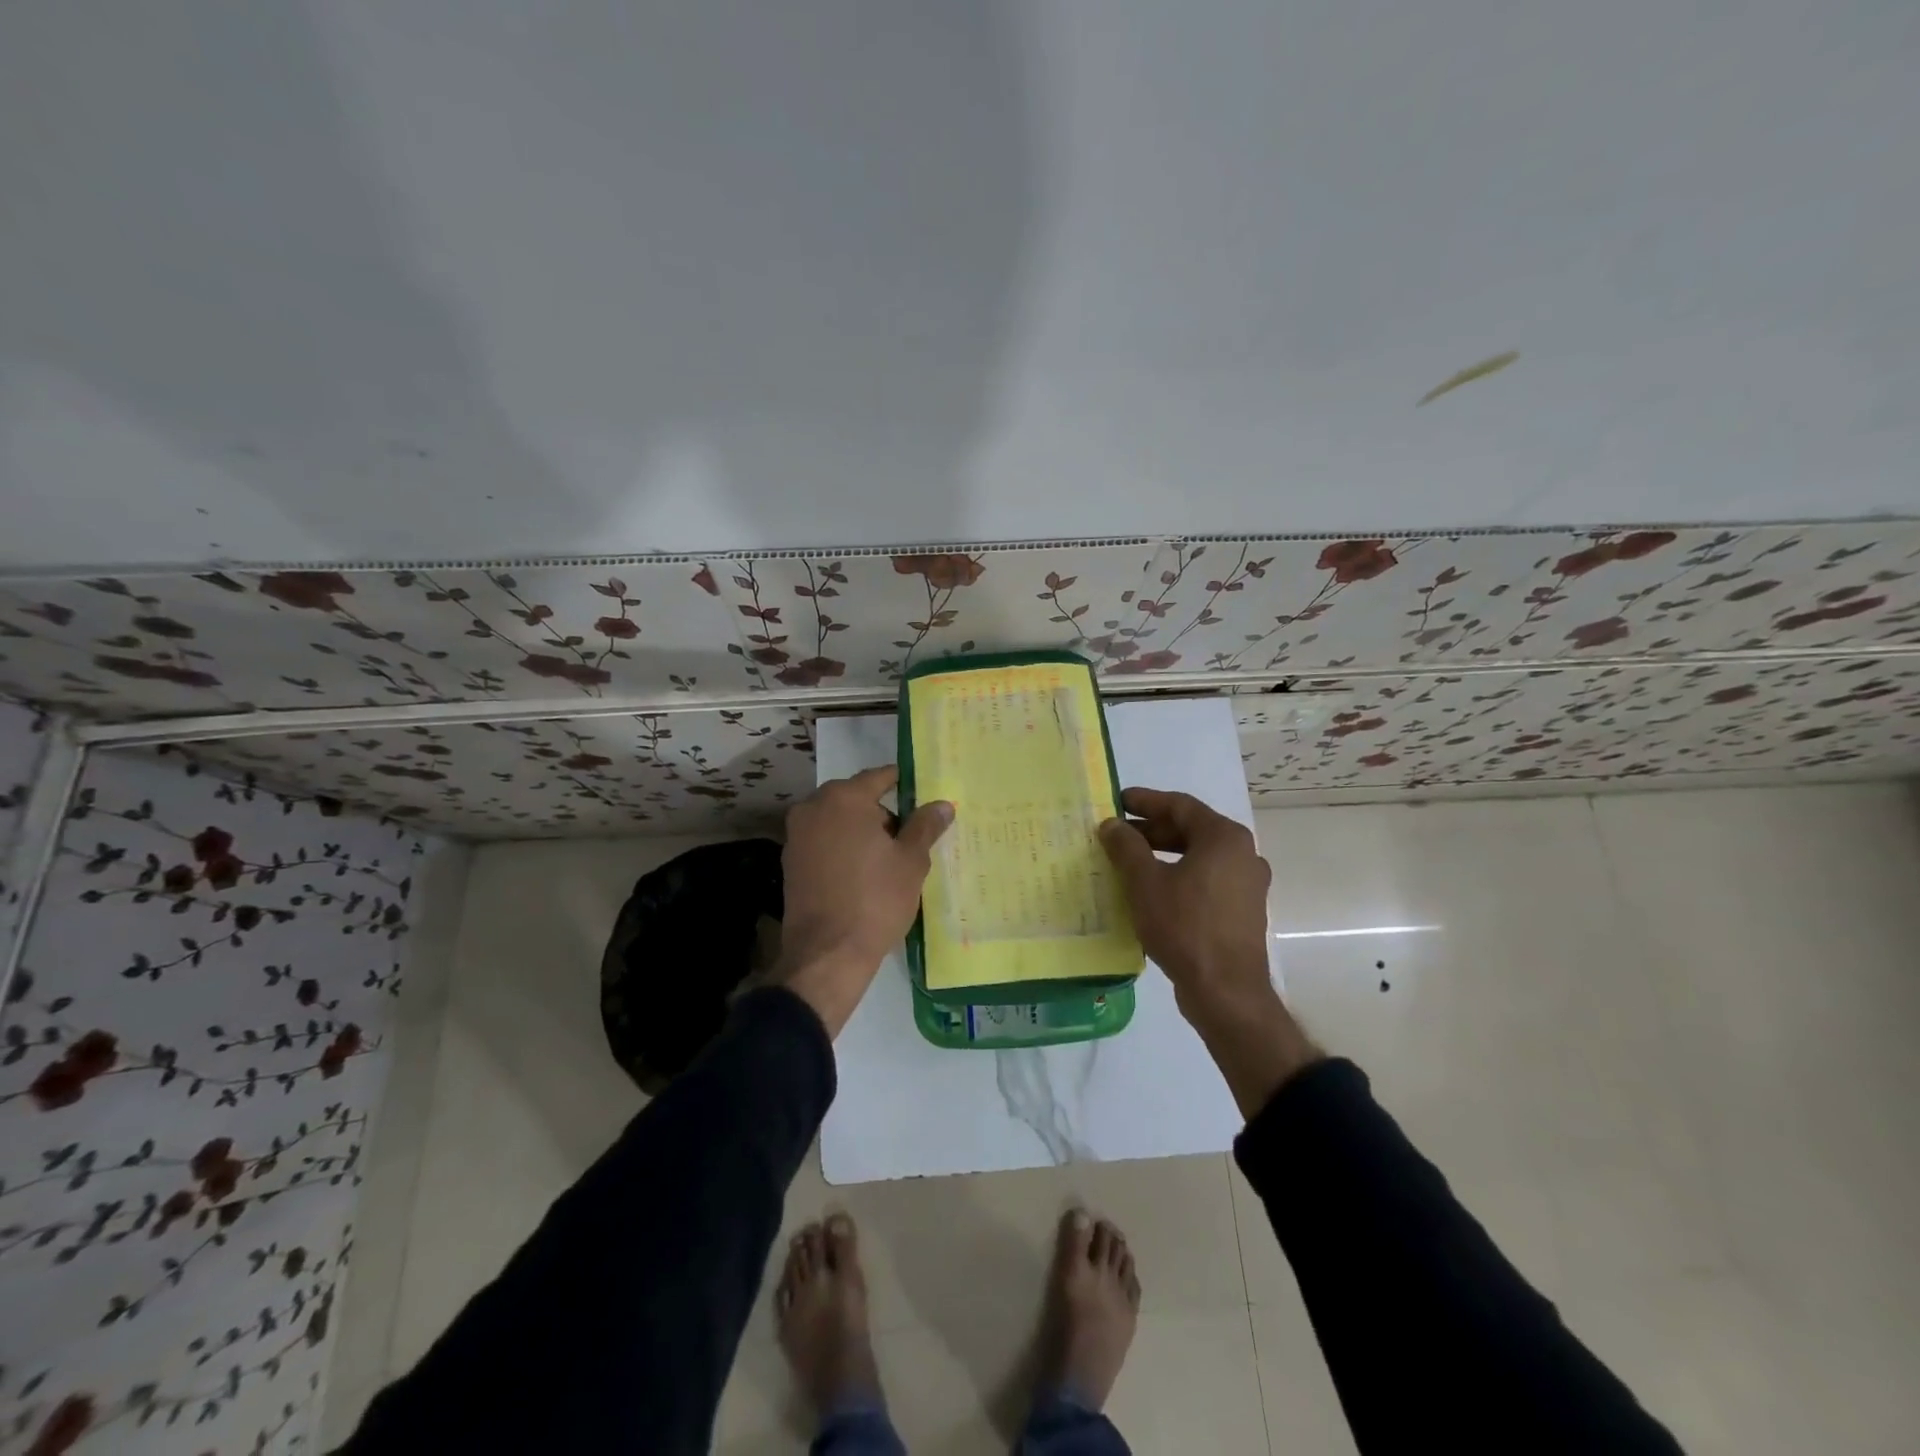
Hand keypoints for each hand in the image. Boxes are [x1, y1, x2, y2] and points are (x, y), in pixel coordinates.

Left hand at [777, 765, 953, 1036]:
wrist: (827, 954)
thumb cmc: (876, 900)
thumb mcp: (911, 861)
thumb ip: (925, 826)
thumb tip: (942, 804)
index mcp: (844, 798)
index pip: (879, 777)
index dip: (903, 783)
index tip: (922, 793)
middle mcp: (813, 807)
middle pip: (856, 798)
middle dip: (882, 812)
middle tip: (910, 835)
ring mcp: (797, 835)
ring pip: (838, 821)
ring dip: (861, 831)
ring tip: (889, 858)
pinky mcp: (790, 862)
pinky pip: (824, 842)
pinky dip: (843, 848)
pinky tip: (863, 873)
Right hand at [1100, 787, 1318, 1115]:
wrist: (1225, 991)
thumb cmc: (1184, 926)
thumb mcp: (1145, 882)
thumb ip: (1126, 847)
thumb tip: (1112, 825)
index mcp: (1224, 838)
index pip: (1179, 805)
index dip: (1145, 801)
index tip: (1116, 801)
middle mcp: (1242, 854)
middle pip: (1191, 829)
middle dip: (1152, 830)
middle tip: (1117, 834)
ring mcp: (1246, 884)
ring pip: (1198, 857)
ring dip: (1163, 854)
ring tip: (1129, 861)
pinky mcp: (1242, 911)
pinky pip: (1205, 880)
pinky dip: (1178, 876)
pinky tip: (1151, 891)